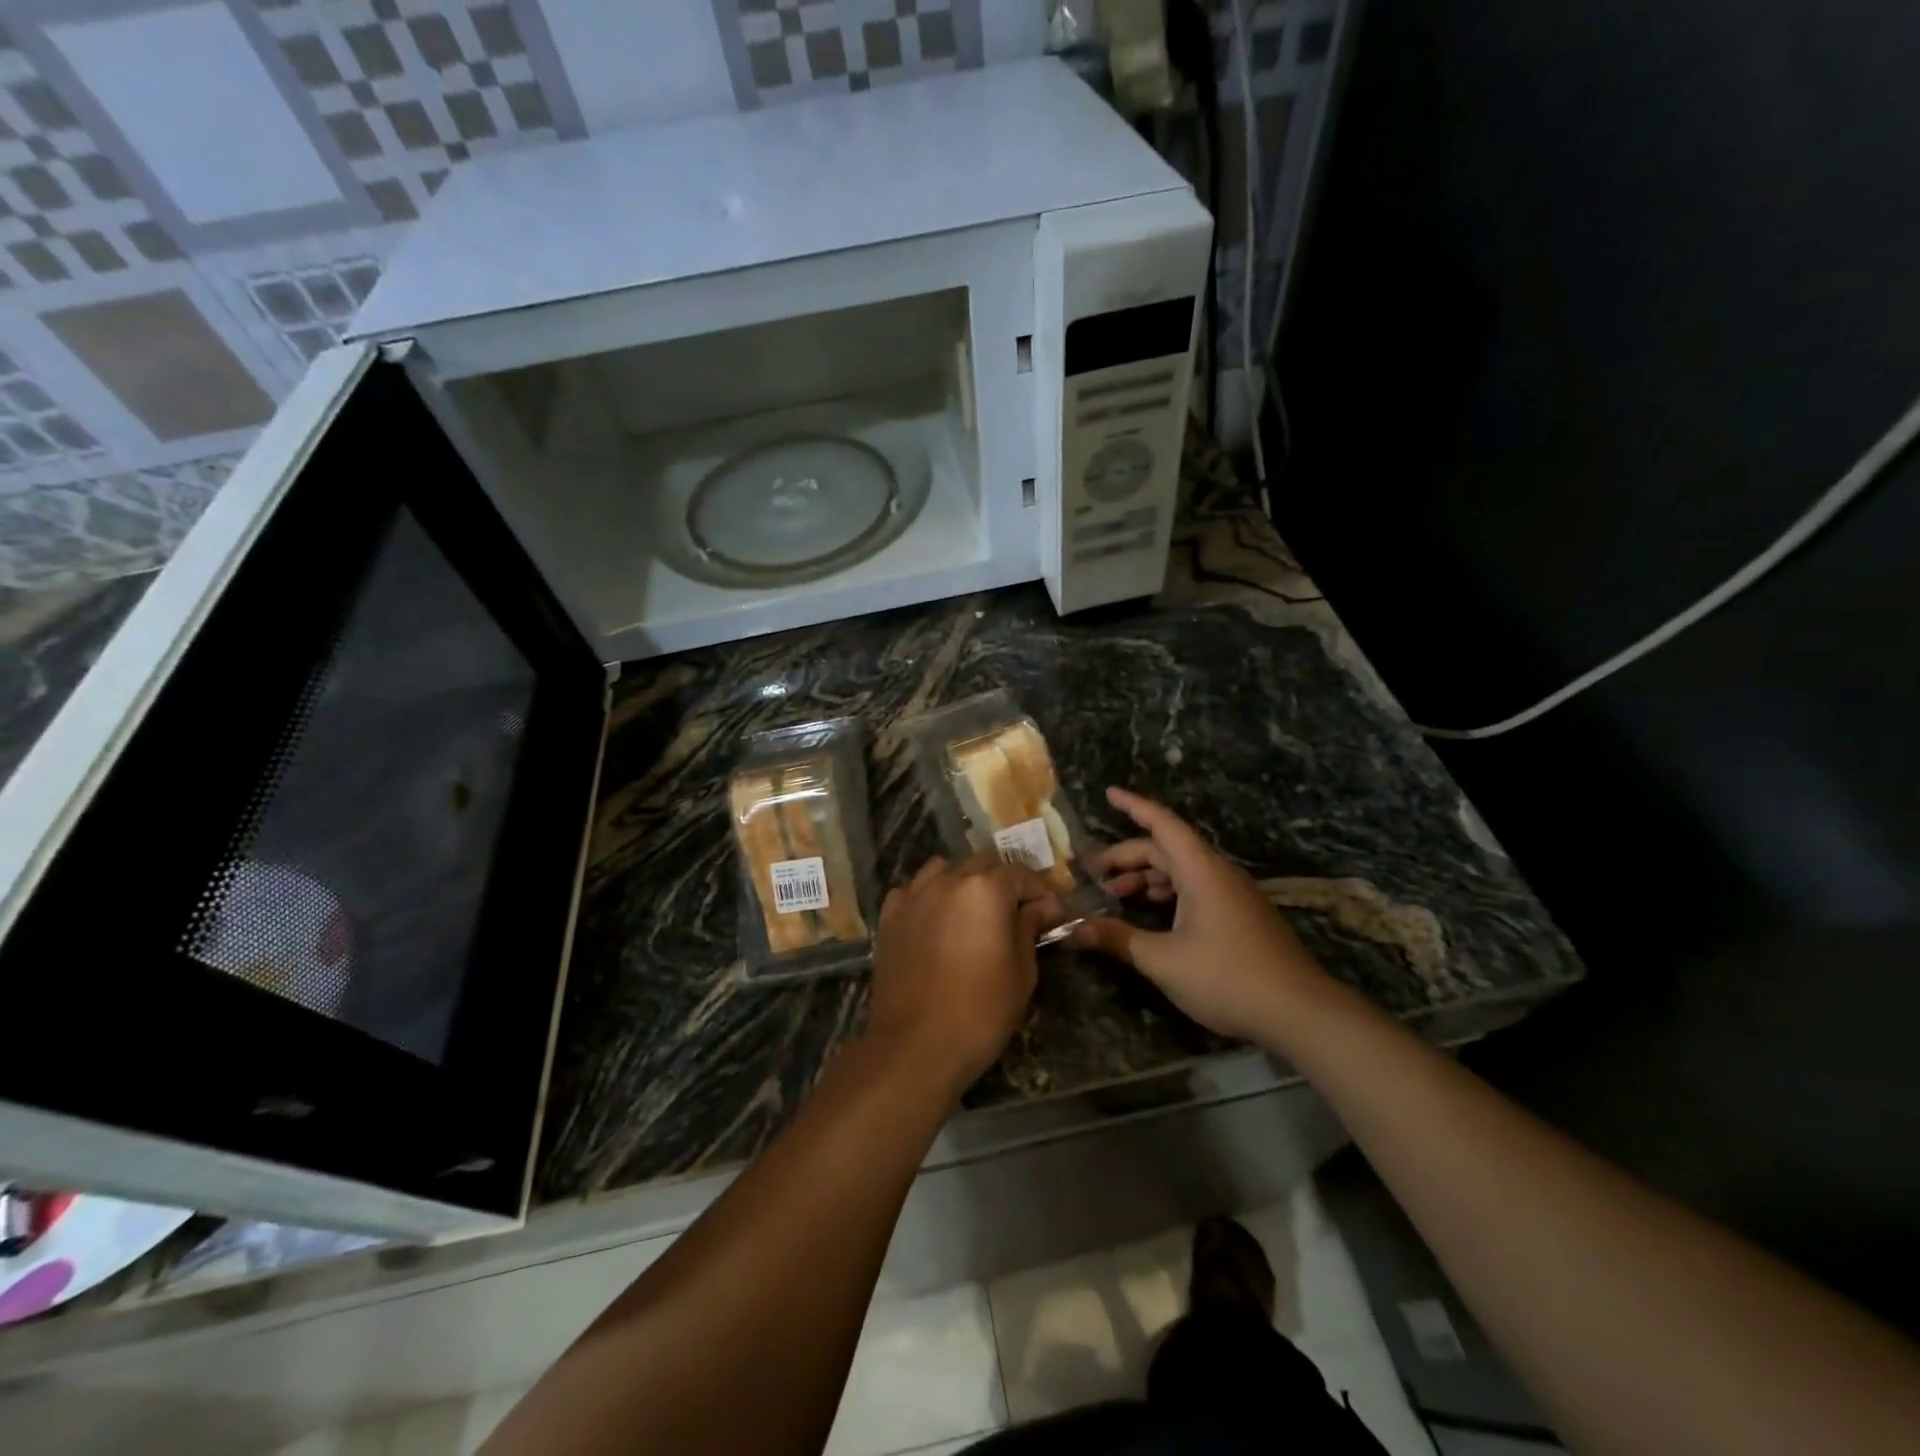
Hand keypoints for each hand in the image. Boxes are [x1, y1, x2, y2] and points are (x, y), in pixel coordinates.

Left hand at [867, 853, 1050, 1093]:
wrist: (914, 1046)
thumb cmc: (980, 1012)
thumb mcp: (1021, 972)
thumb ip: (1029, 928)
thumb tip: (1042, 907)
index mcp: (985, 889)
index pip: (1020, 873)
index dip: (1041, 891)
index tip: (1052, 915)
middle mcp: (947, 880)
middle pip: (983, 864)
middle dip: (1004, 882)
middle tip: (1017, 912)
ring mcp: (913, 895)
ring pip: (945, 870)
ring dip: (964, 882)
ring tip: (974, 912)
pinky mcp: (889, 916)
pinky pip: (914, 891)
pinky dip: (929, 897)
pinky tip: (937, 922)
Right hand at [1071, 787, 1332, 1041]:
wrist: (1301, 1012)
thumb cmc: (1228, 977)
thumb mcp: (1163, 961)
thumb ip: (1117, 939)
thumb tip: (1073, 930)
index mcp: (1200, 870)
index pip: (1162, 823)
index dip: (1133, 806)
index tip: (1108, 793)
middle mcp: (1218, 873)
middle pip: (1166, 849)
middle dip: (1127, 856)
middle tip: (1092, 873)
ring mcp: (1233, 894)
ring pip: (1182, 871)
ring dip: (1146, 877)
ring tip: (1115, 895)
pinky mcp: (1241, 916)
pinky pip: (1196, 889)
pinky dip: (1167, 893)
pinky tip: (1152, 916)